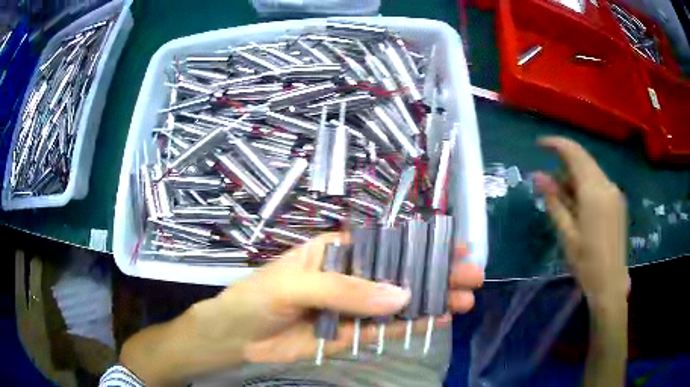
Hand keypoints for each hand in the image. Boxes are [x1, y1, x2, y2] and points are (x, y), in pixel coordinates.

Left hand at [199, 231, 482, 363]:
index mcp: (336, 251)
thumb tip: (400, 296)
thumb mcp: (295, 284)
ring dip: (432, 300)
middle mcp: (350, 276)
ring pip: (399, 302)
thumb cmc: (257, 298)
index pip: (387, 243)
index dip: (422, 245)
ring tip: (466, 300)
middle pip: (401, 273)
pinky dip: (411, 325)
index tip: (456, 247)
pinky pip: (385, 329)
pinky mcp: (351, 333)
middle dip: (437, 274)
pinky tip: (439, 320)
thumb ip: (344, 290)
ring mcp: (353, 307)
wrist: (237, 337)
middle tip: (473, 276)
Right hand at [533, 137, 627, 306]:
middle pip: (583, 159)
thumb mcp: (566, 234)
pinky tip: (577, 205)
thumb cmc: (586, 263)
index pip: (574, 154)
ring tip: (561, 199)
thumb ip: (554, 201)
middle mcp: (607, 185)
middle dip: (564, 161)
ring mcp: (614, 192)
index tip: (539, 144)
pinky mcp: (617, 201)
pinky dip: (584, 185)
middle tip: (548, 179)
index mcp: (594, 192)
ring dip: (574, 176)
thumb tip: (538, 175)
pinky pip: (598, 182)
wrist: (611, 283)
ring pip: (591, 171)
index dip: (556, 144)